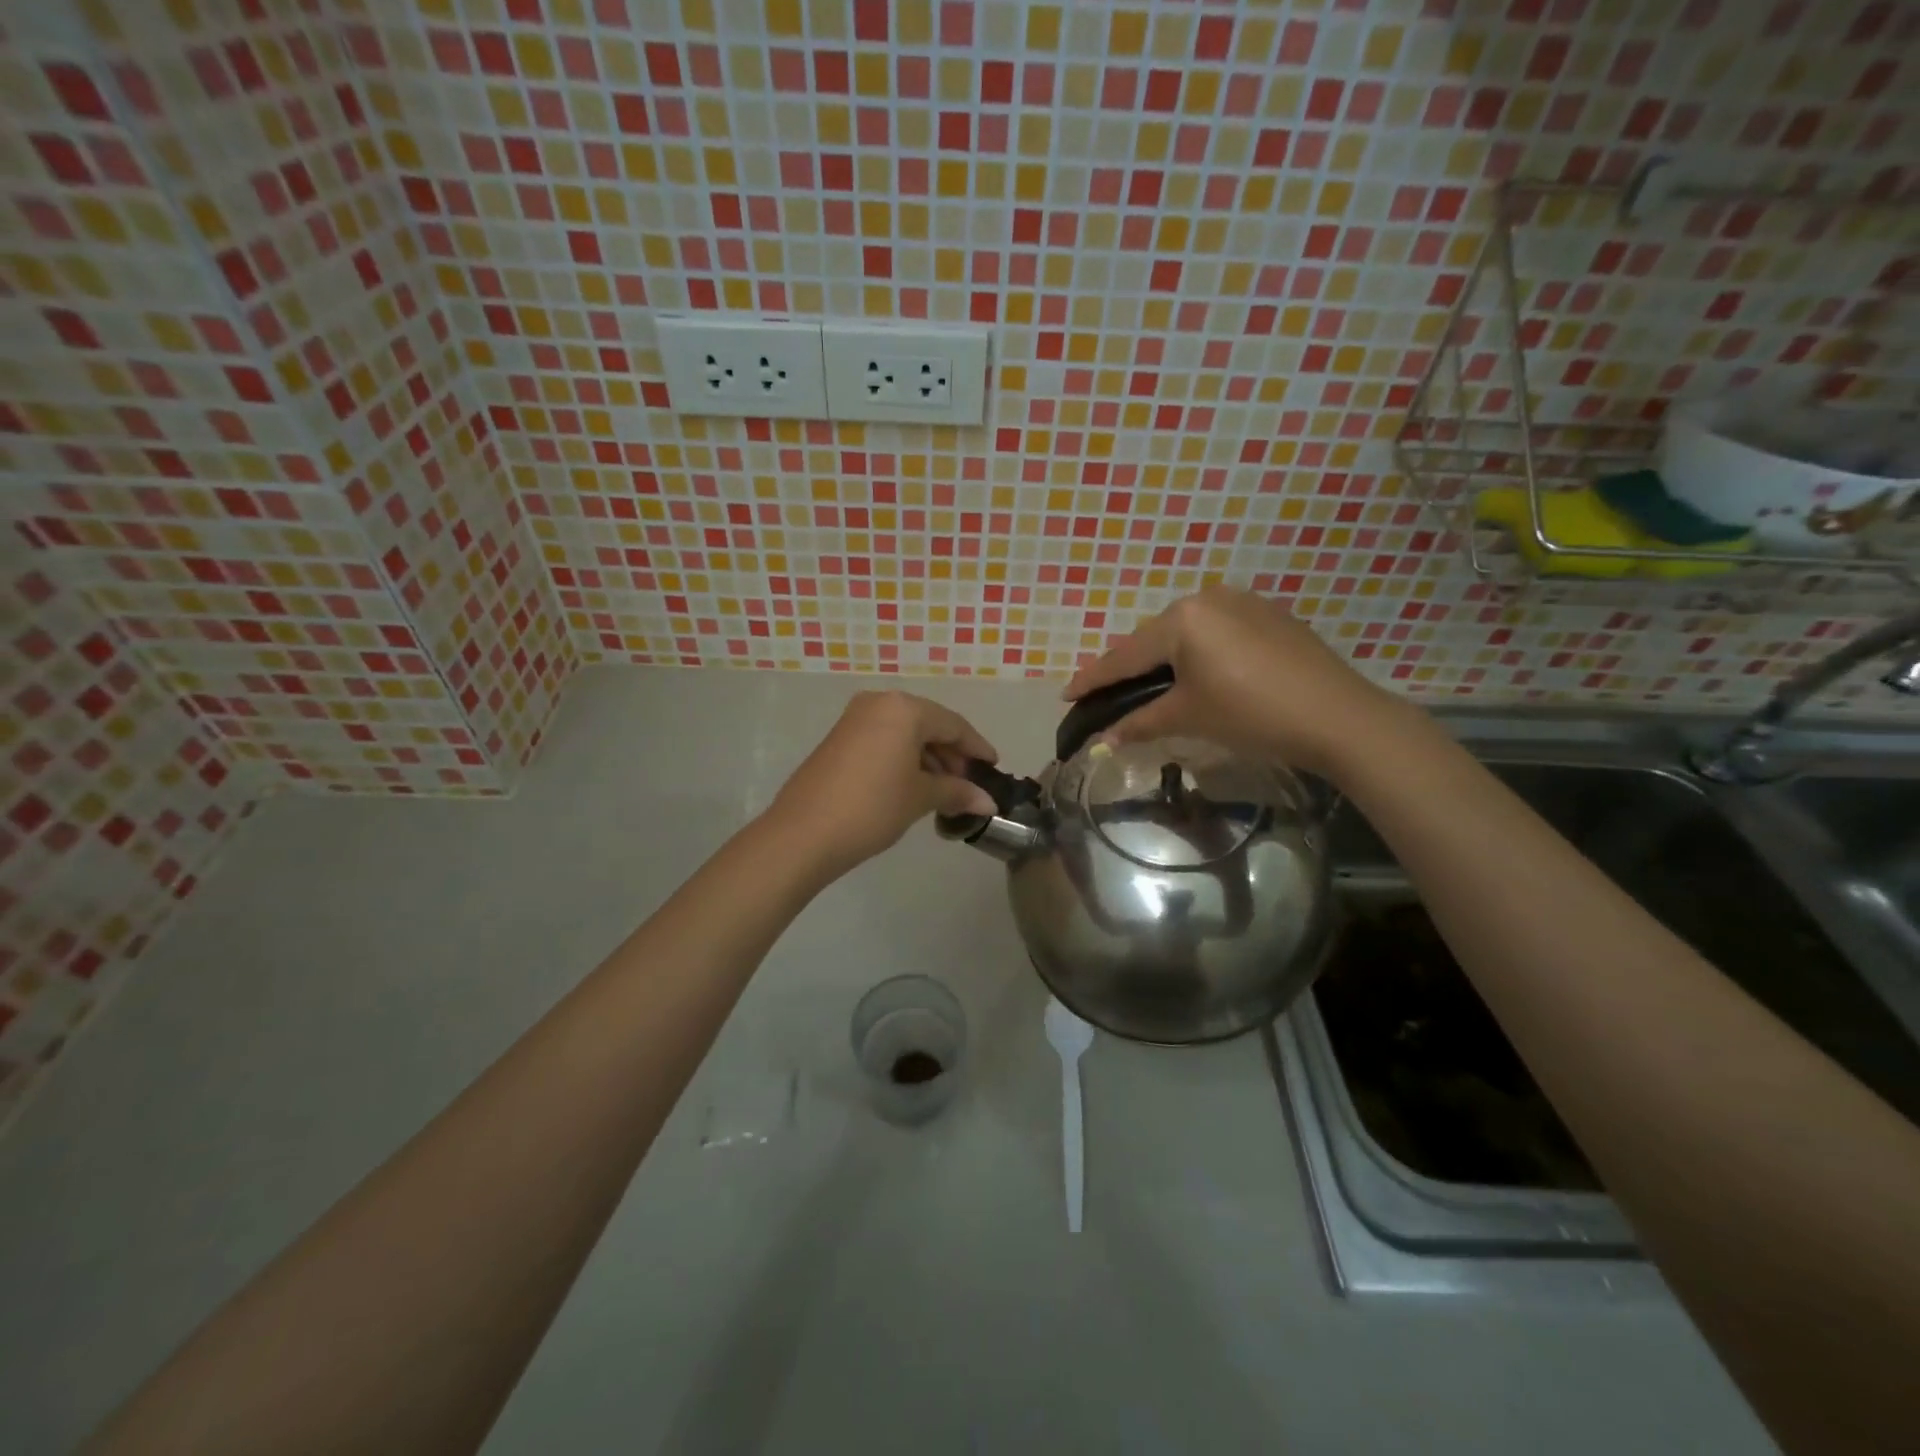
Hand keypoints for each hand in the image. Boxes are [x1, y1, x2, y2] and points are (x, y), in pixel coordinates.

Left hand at [765, 691, 999, 877]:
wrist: (803, 833)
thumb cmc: (872, 807)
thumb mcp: (921, 798)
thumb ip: (958, 792)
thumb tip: (988, 802)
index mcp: (904, 708)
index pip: (953, 724)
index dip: (977, 748)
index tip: (994, 768)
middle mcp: (879, 703)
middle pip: (928, 725)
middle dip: (951, 755)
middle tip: (968, 785)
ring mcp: (854, 719)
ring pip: (904, 733)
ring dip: (928, 759)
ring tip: (944, 792)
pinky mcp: (839, 739)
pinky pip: (883, 741)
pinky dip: (903, 759)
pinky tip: (913, 786)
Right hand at [1063, 587, 1417, 779]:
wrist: (1338, 716)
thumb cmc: (1252, 714)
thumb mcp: (1189, 717)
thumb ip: (1140, 723)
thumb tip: (1103, 740)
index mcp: (1182, 618)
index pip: (1125, 654)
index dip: (1094, 679)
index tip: (1066, 694)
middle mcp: (1208, 597)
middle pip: (1154, 639)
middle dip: (1129, 668)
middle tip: (1107, 695)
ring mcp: (1243, 602)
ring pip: (1187, 634)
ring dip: (1164, 660)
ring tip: (1149, 687)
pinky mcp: (1270, 616)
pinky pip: (1217, 633)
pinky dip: (1199, 655)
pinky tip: (1199, 676)